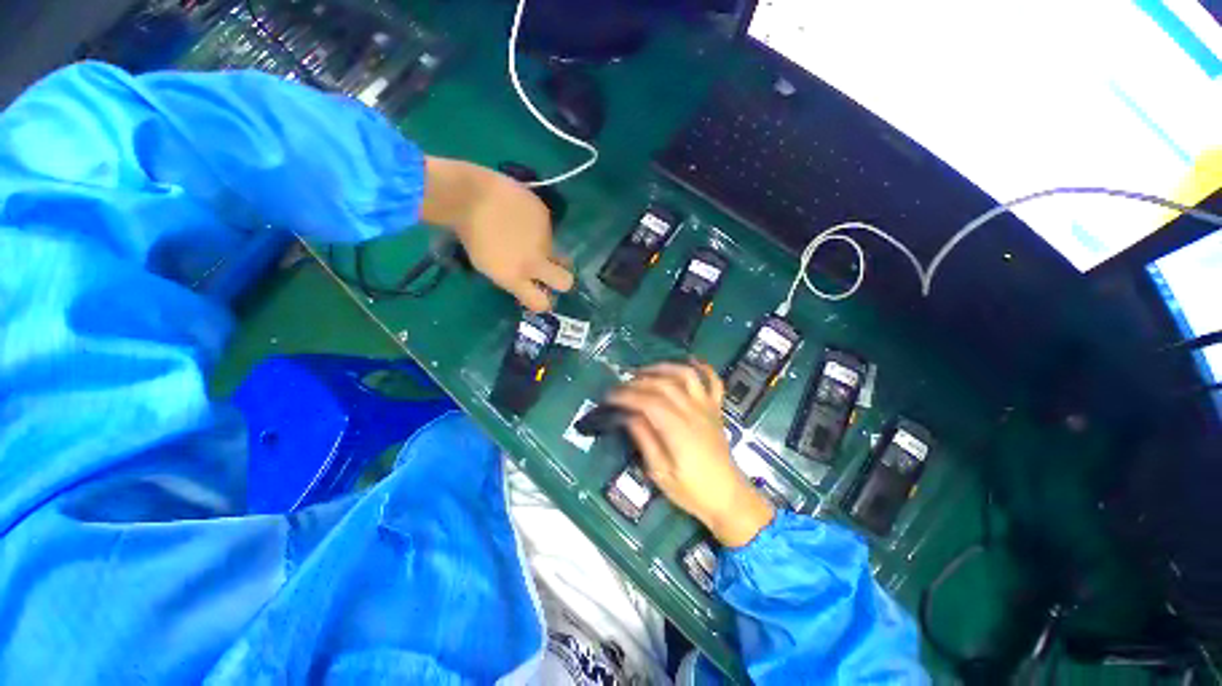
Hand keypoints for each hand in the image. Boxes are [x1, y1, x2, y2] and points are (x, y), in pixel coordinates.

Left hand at [421, 157, 573, 310]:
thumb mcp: (488, 266)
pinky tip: (519, 215)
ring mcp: (544, 238)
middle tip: (552, 273)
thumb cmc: (470, 235)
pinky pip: (547, 228)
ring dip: (543, 248)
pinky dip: (536, 226)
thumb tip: (530, 281)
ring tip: (520, 231)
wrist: (469, 195)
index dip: (543, 302)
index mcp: (515, 276)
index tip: (541, 296)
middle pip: (565, 282)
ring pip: (554, 251)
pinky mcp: (546, 216)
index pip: (541, 303)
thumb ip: (514, 277)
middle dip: (562, 281)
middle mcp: (535, 261)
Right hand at [607, 362, 774, 547]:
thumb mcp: (660, 473)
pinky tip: (690, 361)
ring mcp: (707, 408)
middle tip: (620, 386)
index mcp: (678, 429)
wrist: (728, 498)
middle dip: (638, 381)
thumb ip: (644, 440)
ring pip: (686, 375)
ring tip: (644, 371)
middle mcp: (693, 411)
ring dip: (663, 368)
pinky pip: (714, 382)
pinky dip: (703, 368)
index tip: (608, 396)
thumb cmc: (692, 490)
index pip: (647, 402)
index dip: (626, 396)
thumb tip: (627, 416)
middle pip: (663, 384)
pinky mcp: (716, 409)